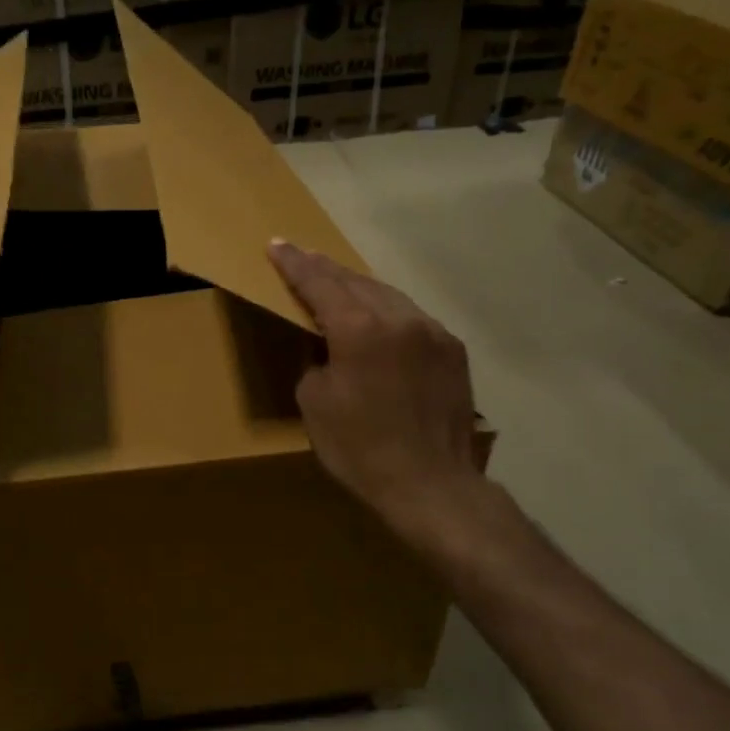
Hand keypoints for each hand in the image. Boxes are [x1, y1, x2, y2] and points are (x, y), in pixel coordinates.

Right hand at [269, 240, 486, 544]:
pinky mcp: (453, 350)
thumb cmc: (360, 448)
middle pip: (355, 281)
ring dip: (358, 286)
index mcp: (359, 330)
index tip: (276, 245)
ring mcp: (432, 332)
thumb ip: (317, 360)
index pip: (319, 284)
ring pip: (387, 295)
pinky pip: (411, 317)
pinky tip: (378, 317)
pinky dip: (387, 311)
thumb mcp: (315, 403)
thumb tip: (328, 348)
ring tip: (336, 280)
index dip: (294, 265)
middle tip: (302, 256)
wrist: (430, 484)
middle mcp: (399, 319)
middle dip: (325, 269)